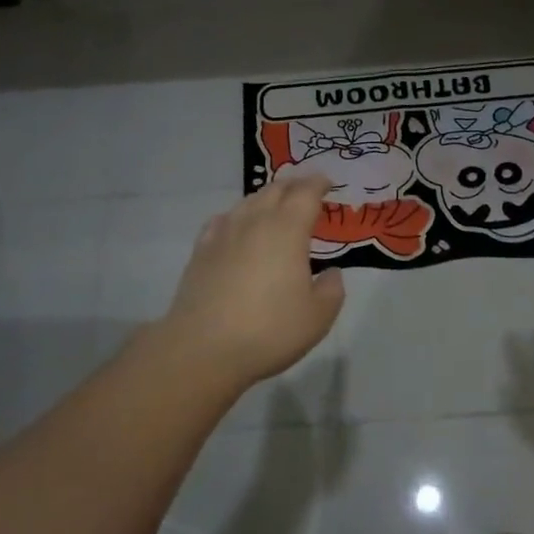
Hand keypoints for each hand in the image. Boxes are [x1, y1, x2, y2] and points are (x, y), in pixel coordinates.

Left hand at [159, 173, 346, 384]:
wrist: (203, 349)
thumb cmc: (269, 330)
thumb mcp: (318, 317)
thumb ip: (332, 290)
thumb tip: (331, 273)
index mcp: (288, 230)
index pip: (306, 193)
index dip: (318, 184)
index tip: (327, 183)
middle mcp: (256, 221)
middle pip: (276, 190)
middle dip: (294, 186)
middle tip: (306, 191)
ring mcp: (224, 234)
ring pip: (248, 201)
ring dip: (266, 197)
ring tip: (275, 206)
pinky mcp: (201, 251)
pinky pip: (222, 220)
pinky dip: (237, 216)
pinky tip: (236, 227)